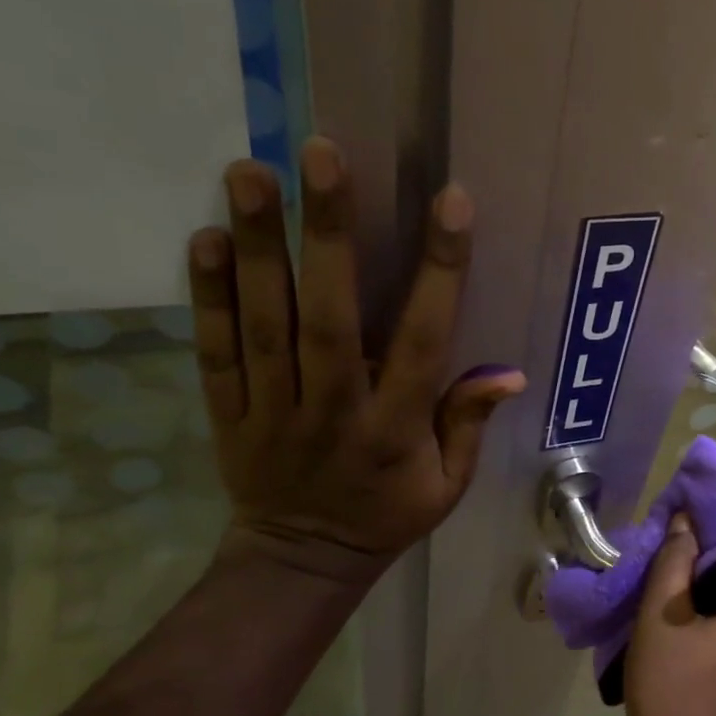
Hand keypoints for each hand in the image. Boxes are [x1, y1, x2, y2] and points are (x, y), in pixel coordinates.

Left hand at [188, 137, 525, 571]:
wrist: (302, 559)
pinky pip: (216, 353)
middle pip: (329, 319)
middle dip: (328, 236)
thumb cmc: (387, 515)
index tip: (451, 204)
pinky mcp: (229, 413)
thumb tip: (509, 373)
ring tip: (252, 171)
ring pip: (264, 325)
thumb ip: (469, 425)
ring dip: (259, 248)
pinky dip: (208, 297)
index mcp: (396, 430)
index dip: (440, 273)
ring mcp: (274, 411)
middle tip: (321, 155)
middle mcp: (334, 411)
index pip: (424, 342)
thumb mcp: (448, 486)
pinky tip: (206, 238)